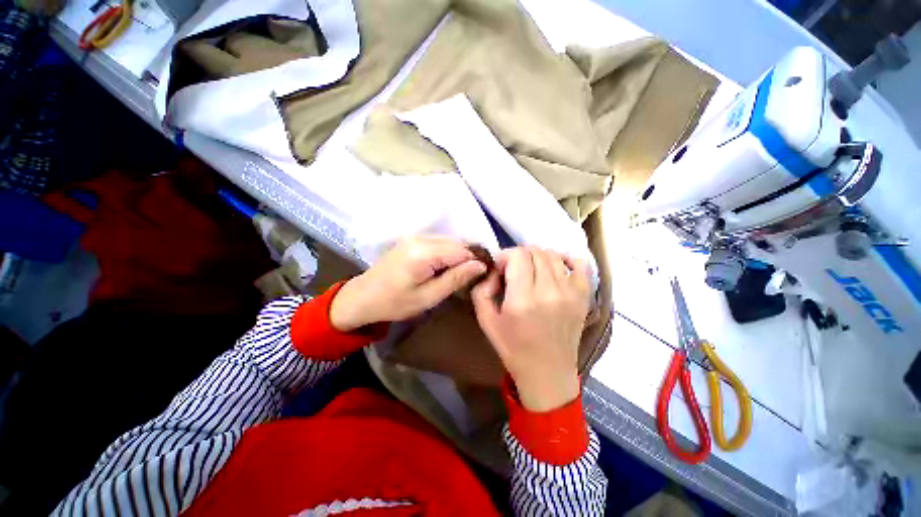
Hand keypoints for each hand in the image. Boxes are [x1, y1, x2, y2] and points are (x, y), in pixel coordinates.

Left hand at [330, 236, 487, 331]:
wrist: (363, 297)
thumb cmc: (394, 303)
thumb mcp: (428, 297)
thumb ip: (455, 279)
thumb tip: (480, 265)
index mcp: (424, 253)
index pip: (462, 250)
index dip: (476, 262)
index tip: (483, 276)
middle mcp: (421, 238)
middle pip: (457, 243)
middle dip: (469, 258)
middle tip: (473, 277)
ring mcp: (415, 236)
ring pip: (449, 241)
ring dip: (459, 255)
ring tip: (461, 274)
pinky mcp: (412, 239)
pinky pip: (439, 242)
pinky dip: (448, 253)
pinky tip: (447, 267)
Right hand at [472, 247, 590, 411]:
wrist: (548, 373)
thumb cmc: (513, 348)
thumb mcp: (486, 321)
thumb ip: (481, 290)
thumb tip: (493, 270)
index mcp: (523, 300)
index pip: (518, 255)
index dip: (505, 256)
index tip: (501, 268)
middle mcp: (549, 291)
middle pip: (535, 251)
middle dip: (519, 256)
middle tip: (513, 270)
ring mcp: (570, 292)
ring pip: (553, 254)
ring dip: (537, 257)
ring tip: (531, 271)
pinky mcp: (583, 296)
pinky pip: (580, 263)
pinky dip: (565, 259)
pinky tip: (555, 268)